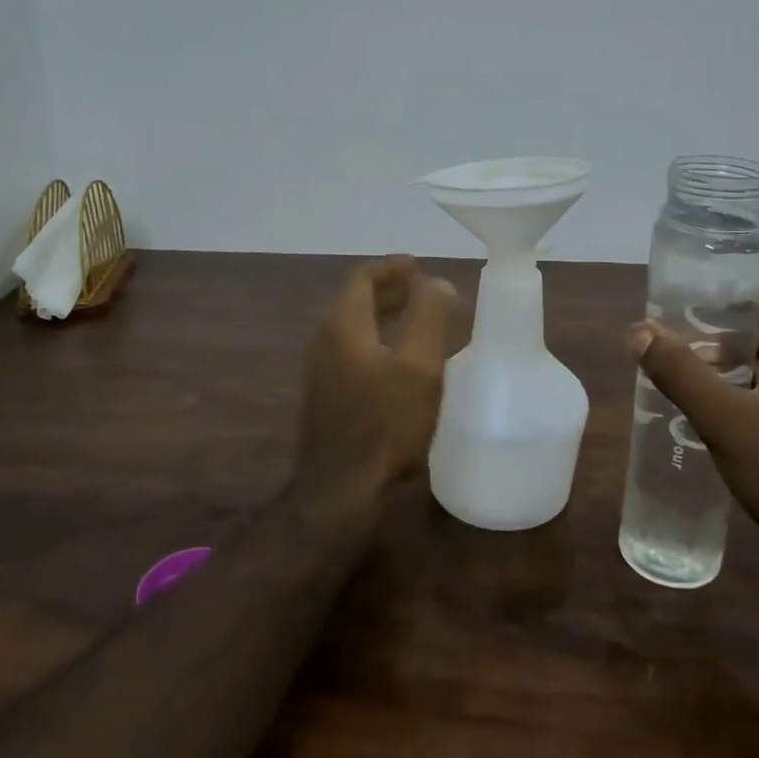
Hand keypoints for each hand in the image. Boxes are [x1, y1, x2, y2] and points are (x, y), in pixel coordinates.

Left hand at [296, 255, 455, 496]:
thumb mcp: (418, 365)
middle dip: (391, 292)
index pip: (362, 278)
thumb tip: (436, 283)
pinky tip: (404, 365)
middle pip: (356, 302)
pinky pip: (354, 354)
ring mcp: (322, 373)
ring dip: (386, 319)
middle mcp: (325, 342)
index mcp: (343, 326)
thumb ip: (429, 316)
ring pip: (356, 330)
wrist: (341, 490)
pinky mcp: (327, 399)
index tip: (420, 267)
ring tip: (420, 322)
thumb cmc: (385, 423)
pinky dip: (379, 344)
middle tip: (426, 291)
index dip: (392, 268)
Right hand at [629, 272, 758, 592]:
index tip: (699, 282)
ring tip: (687, 365)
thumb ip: (681, 373)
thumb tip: (638, 329)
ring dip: (736, 360)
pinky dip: (751, 391)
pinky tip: (719, 411)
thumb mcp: (727, 422)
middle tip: (677, 326)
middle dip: (727, 322)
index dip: (743, 278)